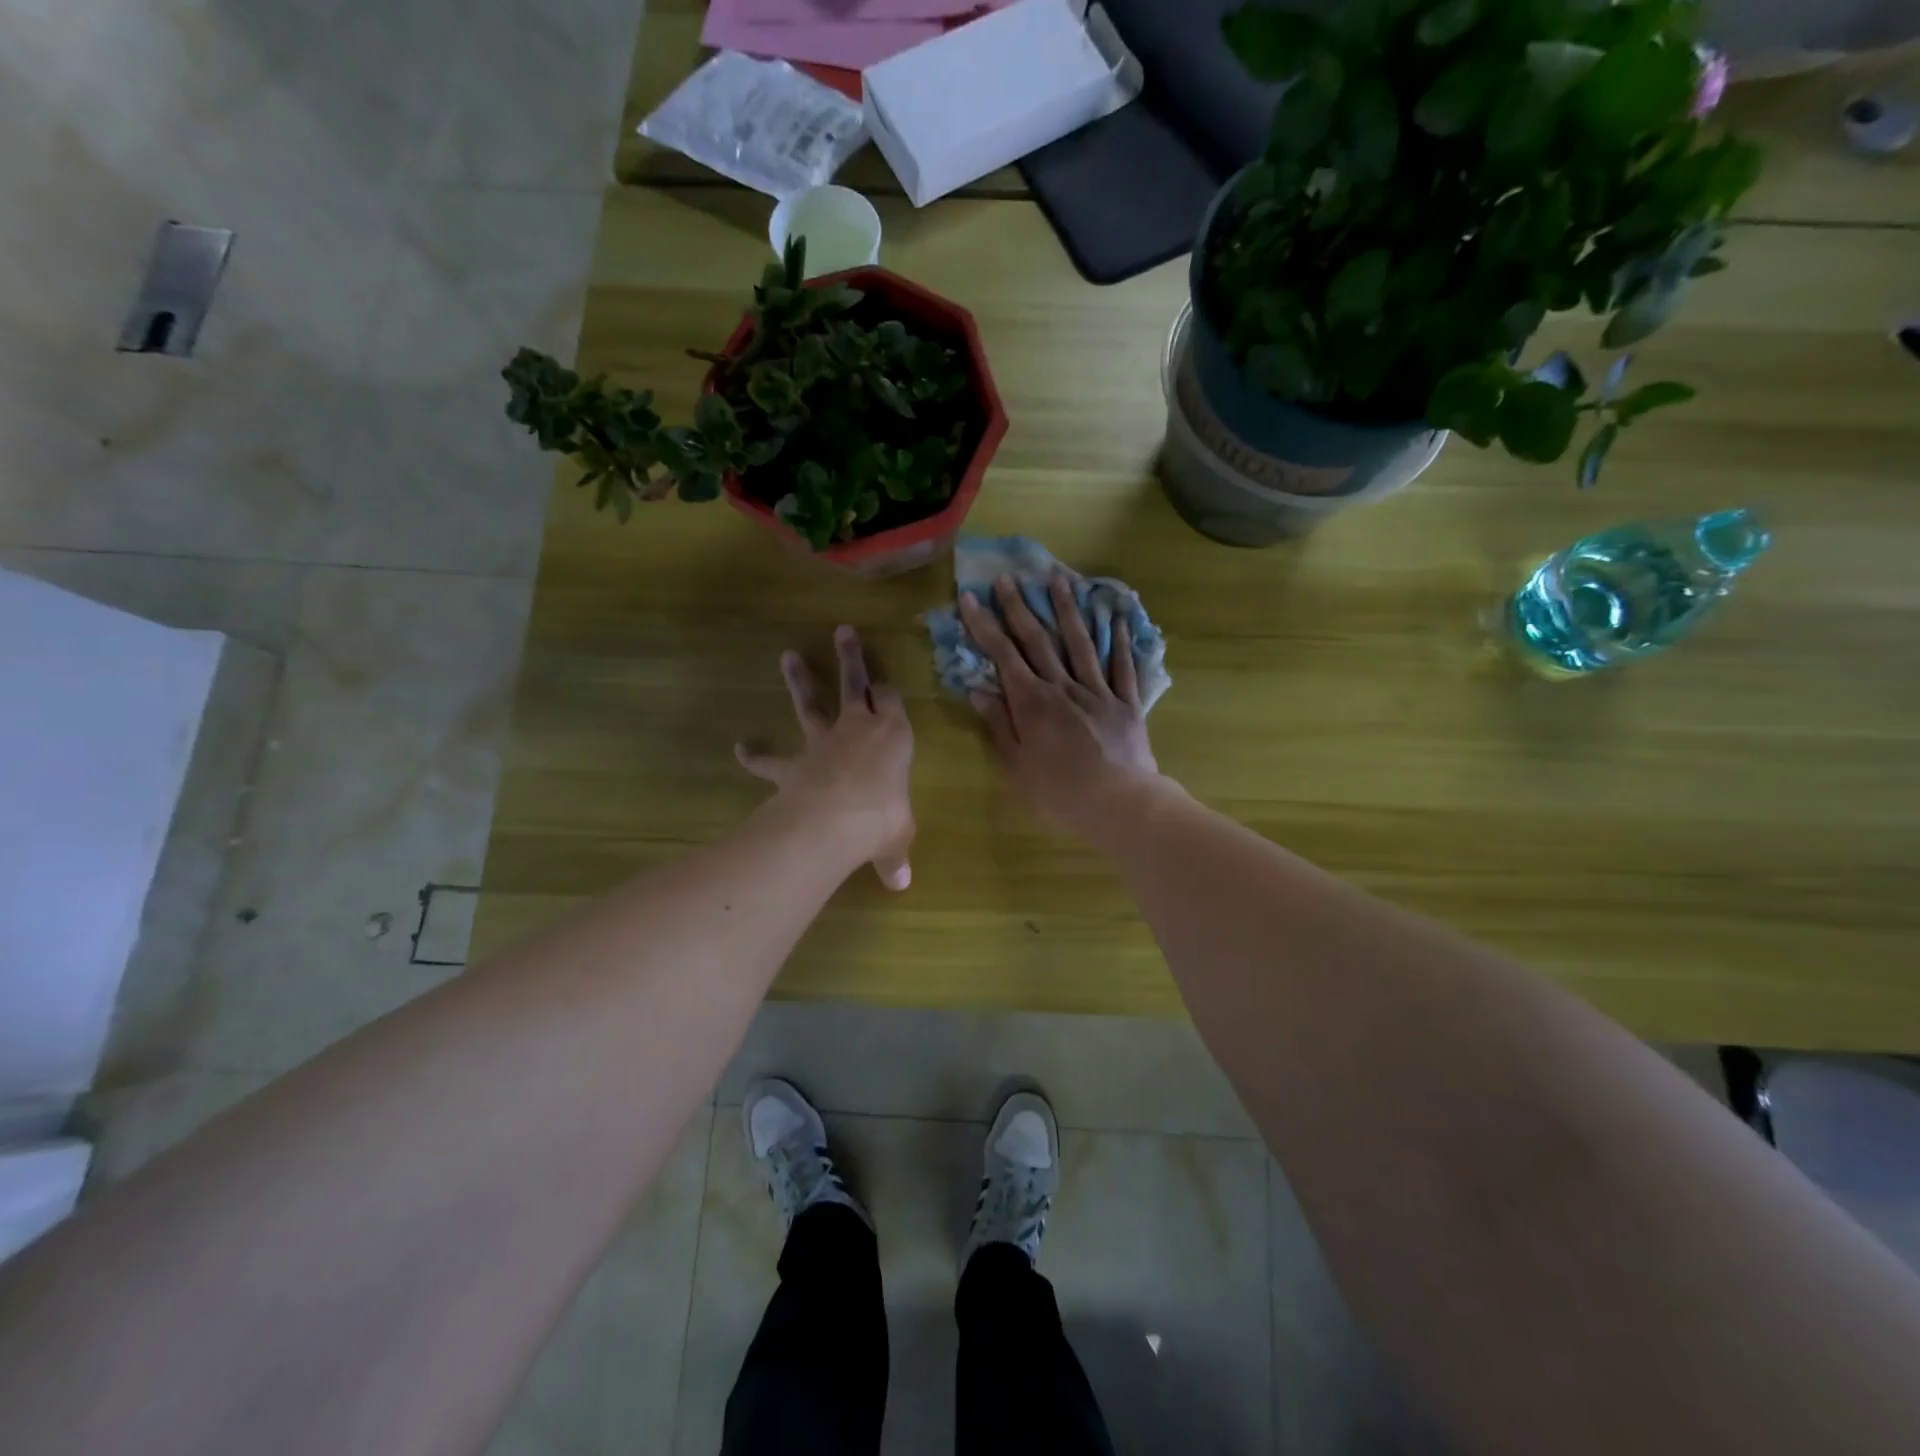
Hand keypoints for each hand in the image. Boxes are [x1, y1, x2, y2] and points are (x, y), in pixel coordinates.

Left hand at [737, 626, 914, 889]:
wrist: (834, 819)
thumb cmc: (882, 818)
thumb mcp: (897, 837)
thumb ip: (894, 855)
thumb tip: (901, 884)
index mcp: (893, 736)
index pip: (893, 702)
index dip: (889, 691)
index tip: (886, 684)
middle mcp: (858, 729)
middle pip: (854, 684)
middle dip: (850, 658)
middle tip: (843, 632)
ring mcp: (822, 742)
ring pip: (810, 704)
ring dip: (799, 680)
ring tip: (787, 656)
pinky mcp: (793, 764)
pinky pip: (772, 759)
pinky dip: (755, 755)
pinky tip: (741, 748)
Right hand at [961, 572, 1161, 838]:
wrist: (1119, 803)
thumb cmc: (1059, 792)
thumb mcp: (1017, 766)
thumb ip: (999, 725)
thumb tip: (979, 691)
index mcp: (1032, 702)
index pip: (1003, 655)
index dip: (985, 625)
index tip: (972, 598)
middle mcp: (1063, 687)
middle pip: (1038, 640)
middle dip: (1019, 607)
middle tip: (1008, 577)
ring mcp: (1098, 691)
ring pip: (1080, 642)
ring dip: (1067, 609)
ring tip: (1059, 578)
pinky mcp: (1126, 702)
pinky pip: (1122, 665)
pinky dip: (1118, 640)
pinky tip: (1115, 616)